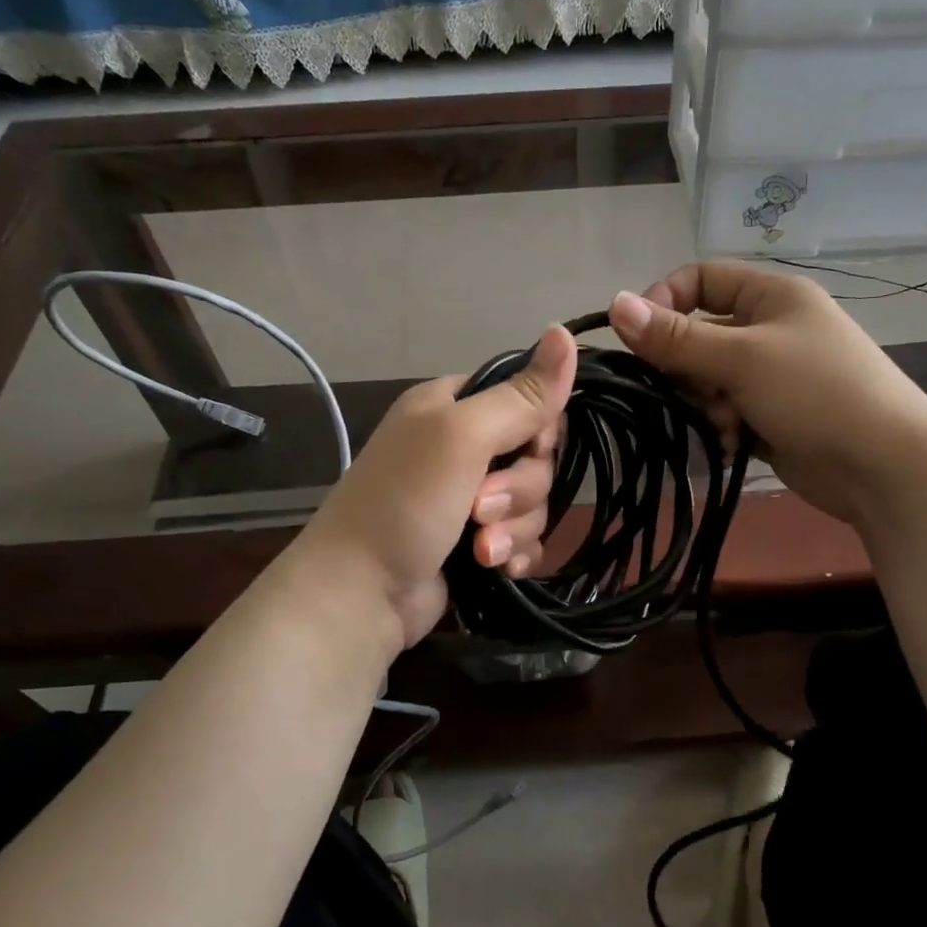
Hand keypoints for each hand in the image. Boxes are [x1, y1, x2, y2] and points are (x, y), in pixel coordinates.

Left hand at [297, 326, 576, 648]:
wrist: (360, 595)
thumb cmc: (405, 503)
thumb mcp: (461, 437)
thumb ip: (520, 395)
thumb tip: (565, 331)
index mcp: (451, 407)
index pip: (525, 399)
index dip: (540, 428)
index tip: (530, 449)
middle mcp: (460, 448)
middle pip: (534, 458)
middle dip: (519, 490)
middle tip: (480, 509)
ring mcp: (467, 500)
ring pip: (533, 503)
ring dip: (514, 528)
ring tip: (481, 550)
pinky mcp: (476, 544)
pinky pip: (523, 539)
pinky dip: (515, 553)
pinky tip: (500, 569)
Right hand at [607, 263, 926, 525]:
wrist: (881, 465)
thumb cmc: (816, 393)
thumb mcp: (742, 358)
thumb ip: (676, 337)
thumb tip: (615, 304)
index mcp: (771, 295)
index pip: (700, 279)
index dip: (665, 303)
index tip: (640, 340)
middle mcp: (770, 329)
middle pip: (698, 335)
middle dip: (687, 368)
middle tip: (695, 392)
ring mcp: (772, 376)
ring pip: (708, 379)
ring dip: (706, 404)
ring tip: (725, 424)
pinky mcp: (771, 416)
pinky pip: (725, 412)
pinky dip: (722, 427)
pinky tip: (733, 444)